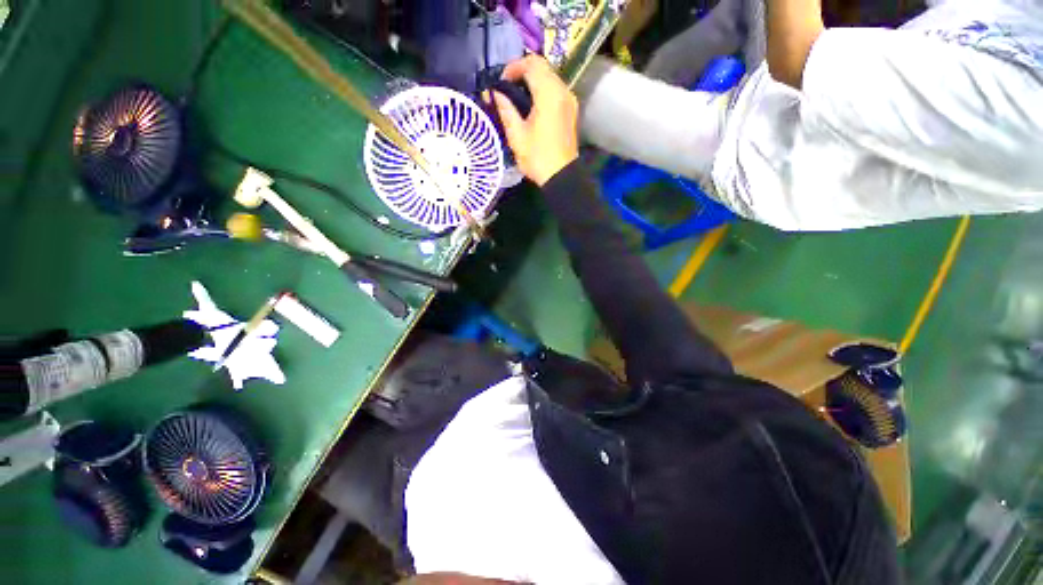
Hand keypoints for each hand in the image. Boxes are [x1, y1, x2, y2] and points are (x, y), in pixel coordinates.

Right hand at [490, 55, 579, 186]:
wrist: (561, 176)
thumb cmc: (538, 158)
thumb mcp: (516, 135)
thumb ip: (506, 109)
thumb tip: (496, 93)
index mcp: (549, 94)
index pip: (532, 63)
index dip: (513, 67)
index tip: (501, 81)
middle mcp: (563, 91)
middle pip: (543, 67)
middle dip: (522, 72)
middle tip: (507, 87)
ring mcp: (570, 101)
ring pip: (550, 78)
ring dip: (533, 81)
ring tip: (517, 97)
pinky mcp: (571, 111)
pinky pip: (556, 91)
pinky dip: (542, 91)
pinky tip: (531, 106)